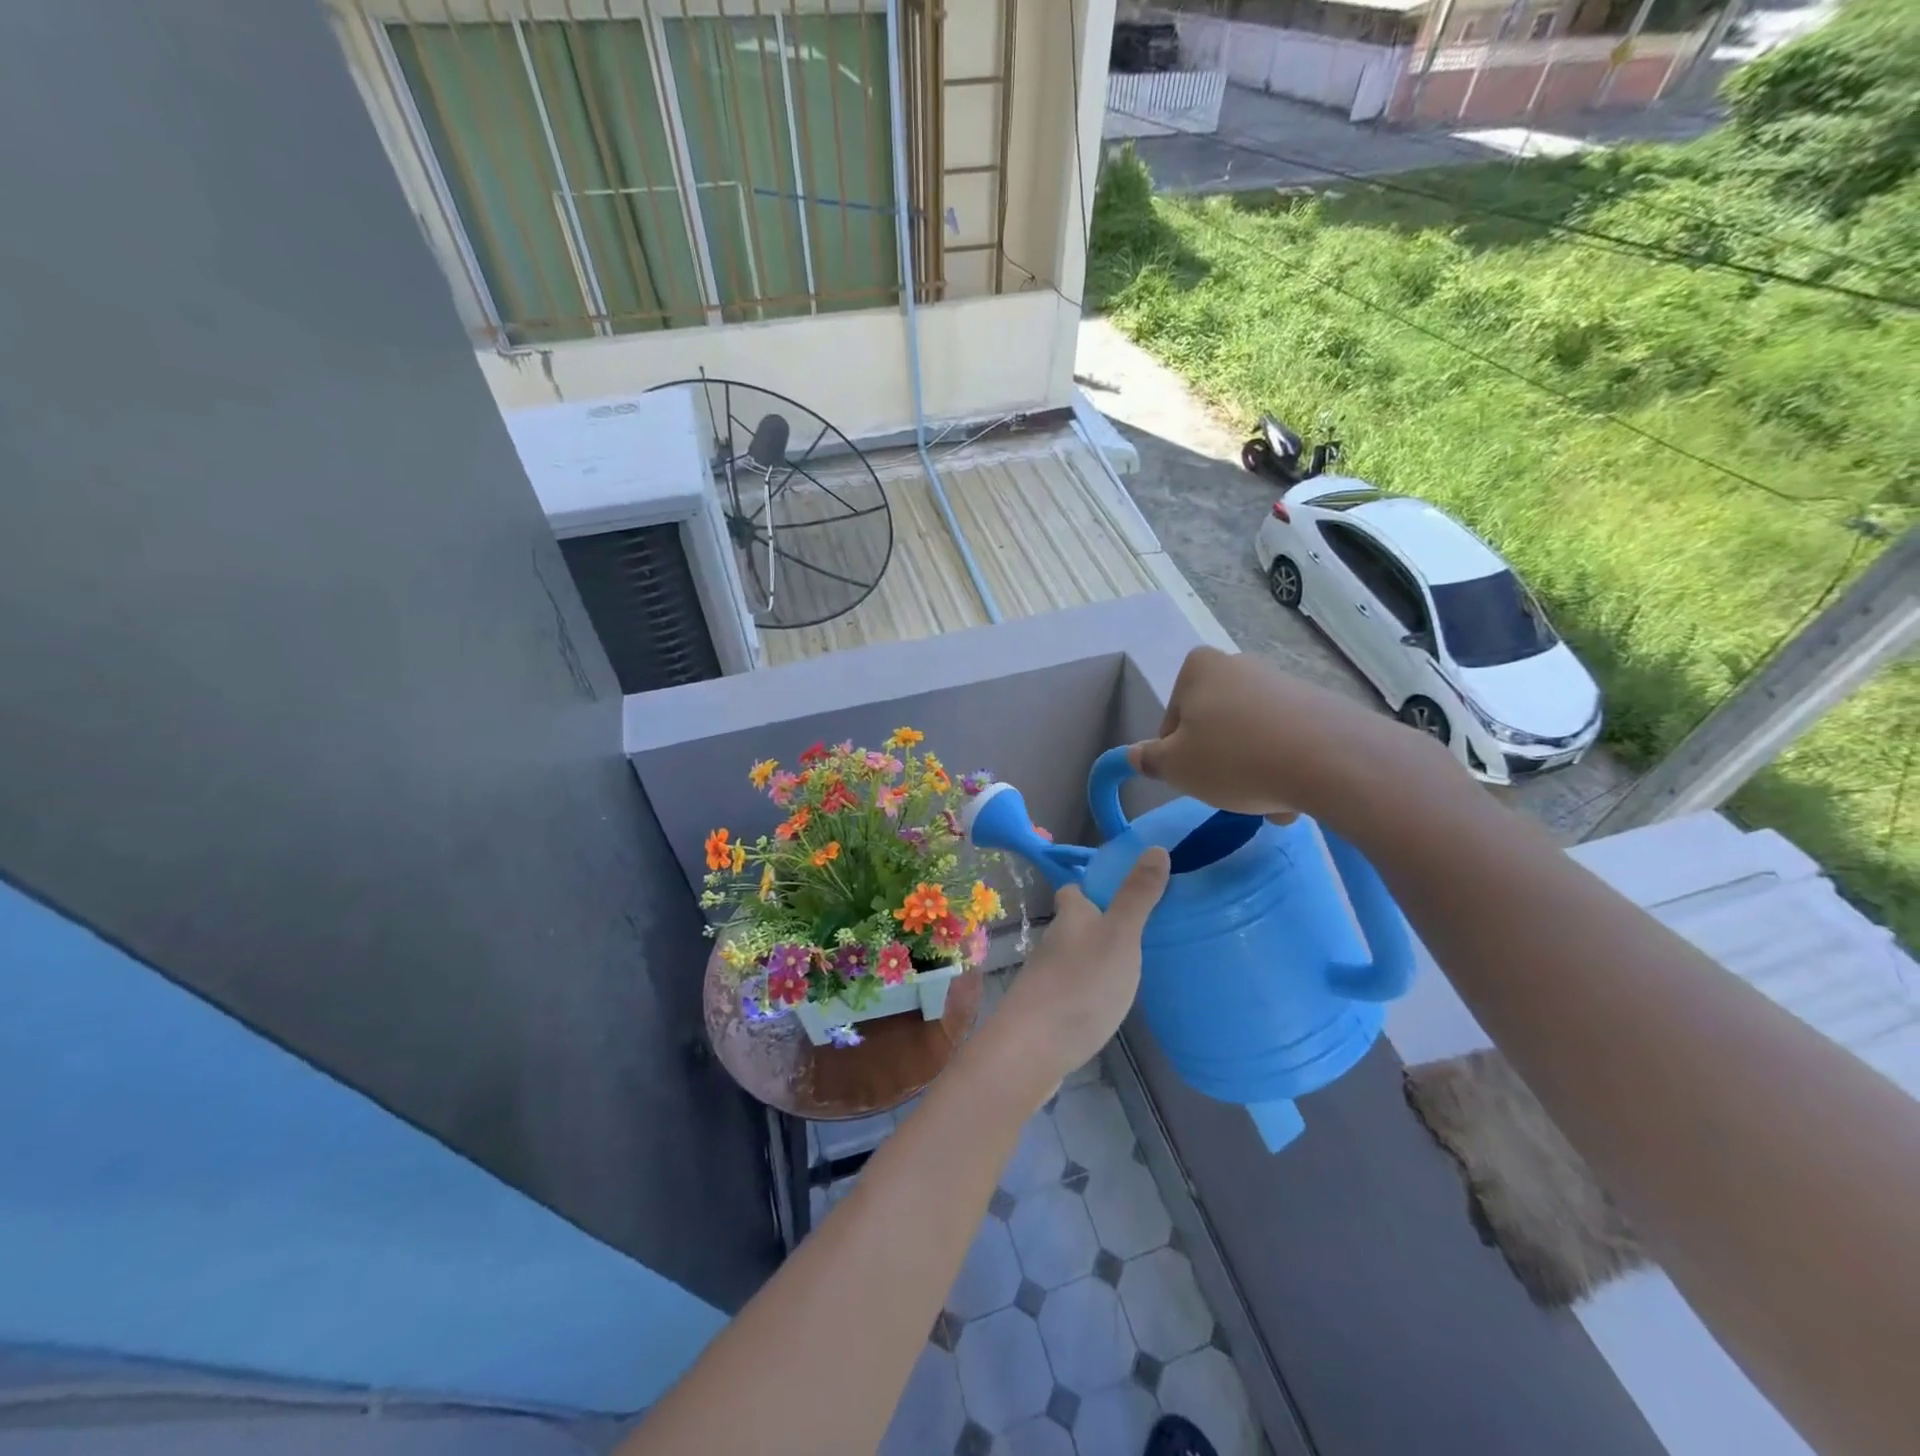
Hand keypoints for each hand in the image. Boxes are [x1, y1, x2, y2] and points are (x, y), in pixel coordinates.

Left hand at [987, 848, 1170, 1093]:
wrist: (1032, 1049)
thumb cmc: (1081, 984)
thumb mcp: (1119, 935)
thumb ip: (1137, 895)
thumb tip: (1154, 847)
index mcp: (1070, 916)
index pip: (1074, 889)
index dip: (1093, 885)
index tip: (1123, 888)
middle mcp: (1054, 941)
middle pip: (1076, 923)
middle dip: (1101, 923)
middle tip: (1141, 930)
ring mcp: (1047, 977)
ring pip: (1075, 956)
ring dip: (1097, 956)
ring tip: (1134, 965)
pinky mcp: (1048, 1010)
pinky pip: (1074, 988)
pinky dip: (1091, 988)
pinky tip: (1110, 1002)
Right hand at [1128, 647, 1447, 824]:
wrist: (1330, 759)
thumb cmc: (1234, 758)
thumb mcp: (1176, 767)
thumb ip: (1149, 760)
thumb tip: (1134, 755)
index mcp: (1198, 668)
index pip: (1172, 720)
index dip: (1176, 755)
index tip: (1192, 778)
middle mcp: (1240, 665)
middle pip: (1213, 725)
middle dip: (1218, 761)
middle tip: (1227, 793)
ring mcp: (1282, 682)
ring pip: (1250, 737)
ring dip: (1252, 770)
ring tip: (1267, 804)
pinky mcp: (1319, 705)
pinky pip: (1286, 740)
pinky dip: (1283, 766)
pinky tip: (1293, 796)